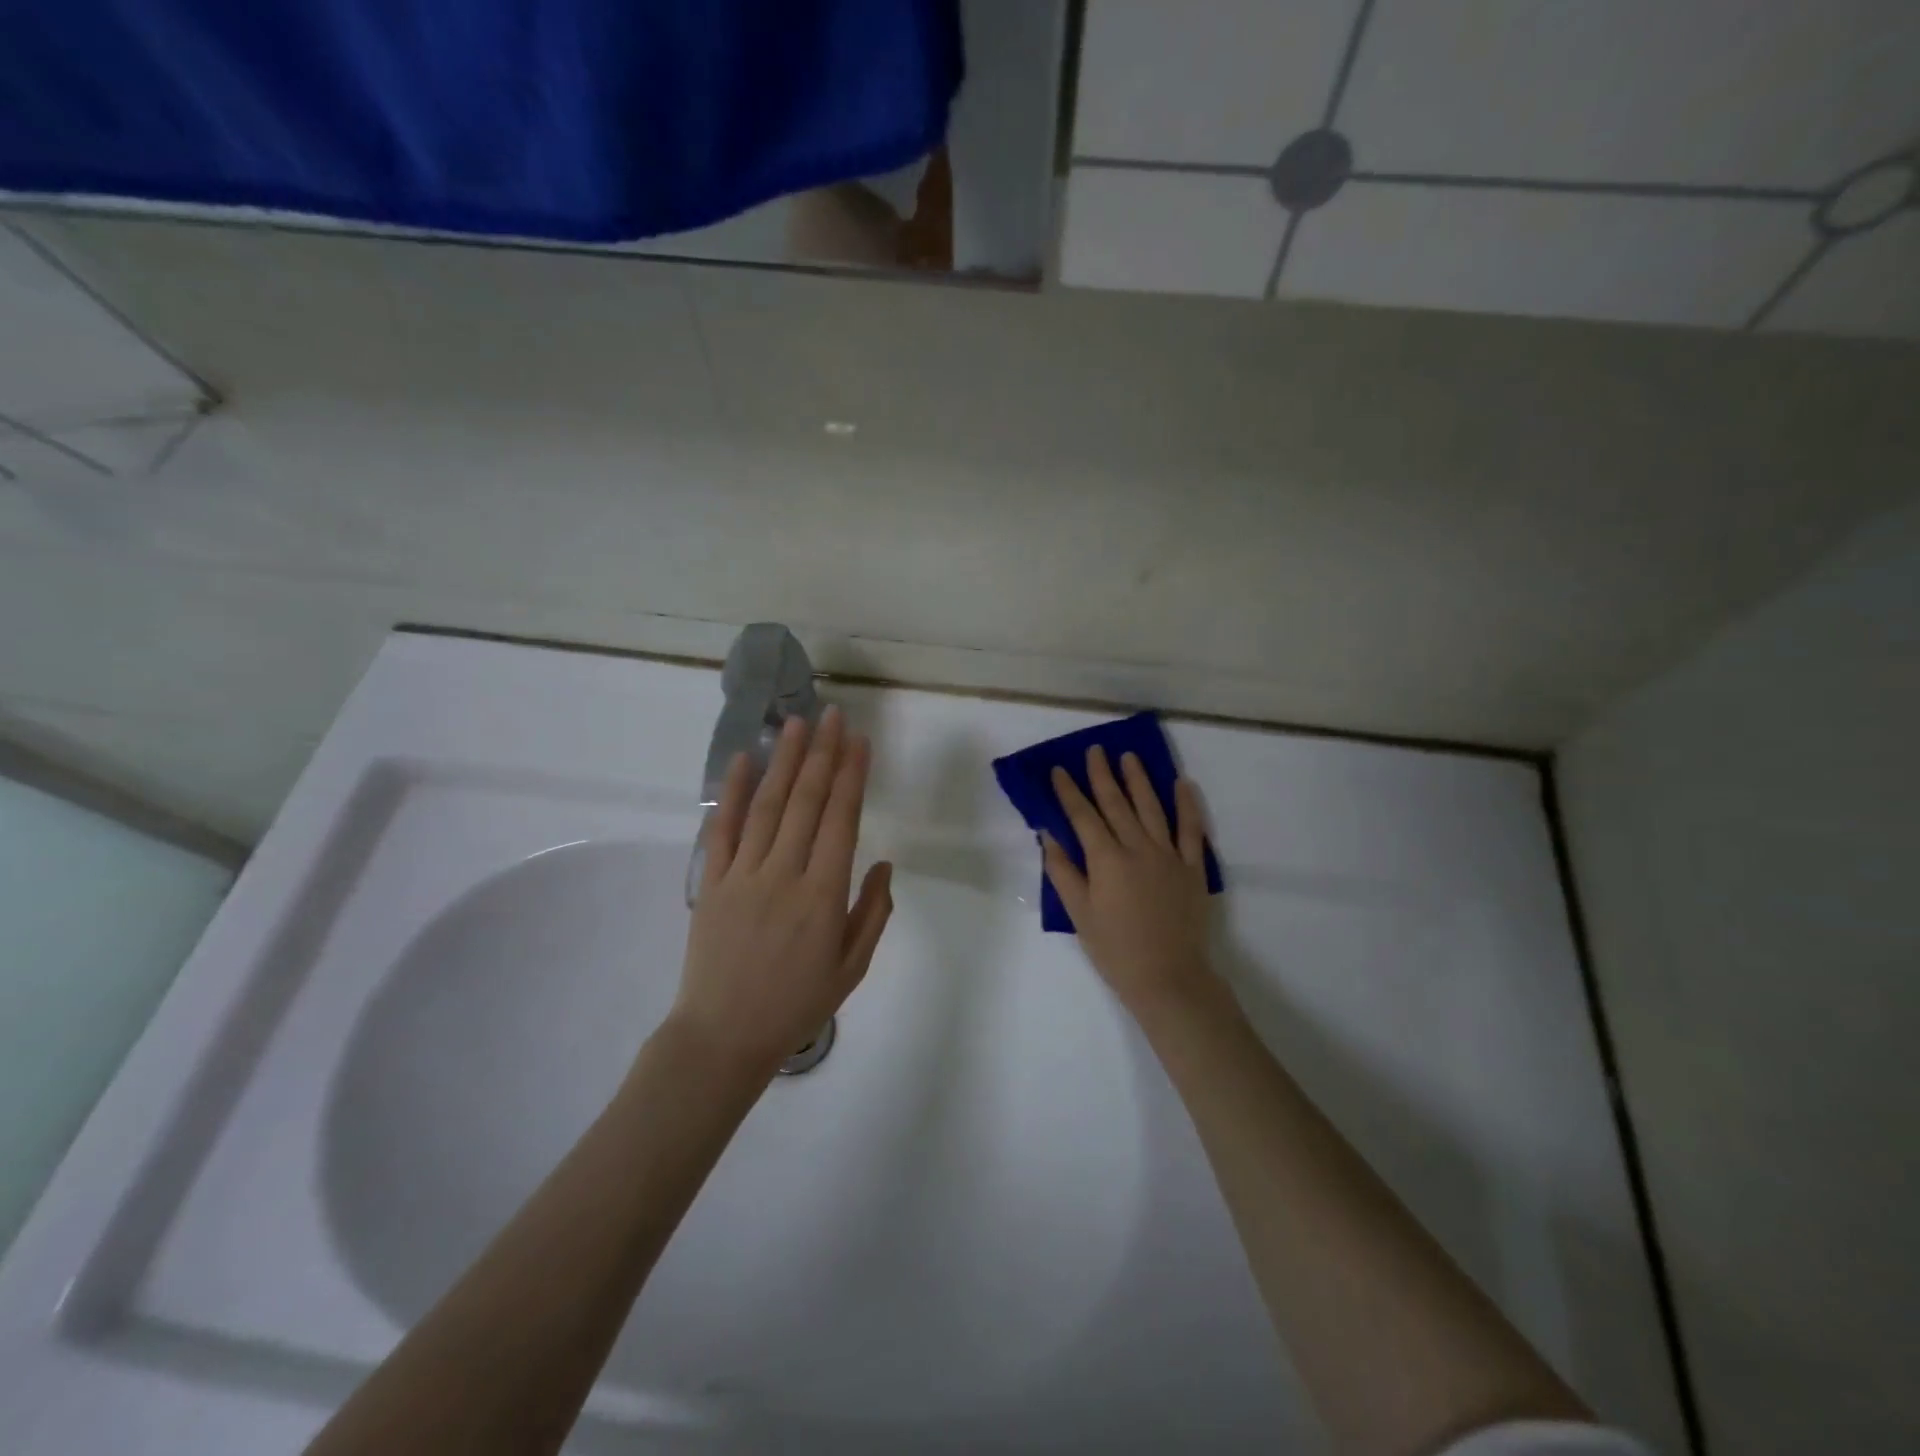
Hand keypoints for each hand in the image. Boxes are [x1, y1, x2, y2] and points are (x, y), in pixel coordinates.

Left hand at [672, 706, 893, 1077]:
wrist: (722, 1037)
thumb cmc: (795, 1005)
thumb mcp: (851, 969)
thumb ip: (872, 913)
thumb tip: (882, 863)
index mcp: (823, 895)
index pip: (841, 819)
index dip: (852, 775)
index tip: (860, 741)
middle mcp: (784, 874)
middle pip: (807, 802)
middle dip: (823, 754)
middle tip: (833, 715)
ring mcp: (744, 875)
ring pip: (768, 805)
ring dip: (784, 760)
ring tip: (797, 723)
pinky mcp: (713, 883)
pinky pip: (722, 829)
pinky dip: (731, 792)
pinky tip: (741, 760)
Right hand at [1042, 746, 1217, 1022]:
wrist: (1169, 977)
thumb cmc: (1115, 949)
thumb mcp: (1079, 913)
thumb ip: (1063, 871)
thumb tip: (1048, 835)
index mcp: (1106, 859)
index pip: (1083, 816)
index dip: (1069, 791)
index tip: (1060, 769)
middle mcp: (1137, 848)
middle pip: (1116, 804)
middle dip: (1102, 775)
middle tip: (1094, 750)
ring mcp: (1168, 855)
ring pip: (1151, 808)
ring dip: (1139, 780)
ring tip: (1128, 757)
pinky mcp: (1193, 867)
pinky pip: (1191, 829)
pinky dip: (1188, 805)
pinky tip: (1183, 784)